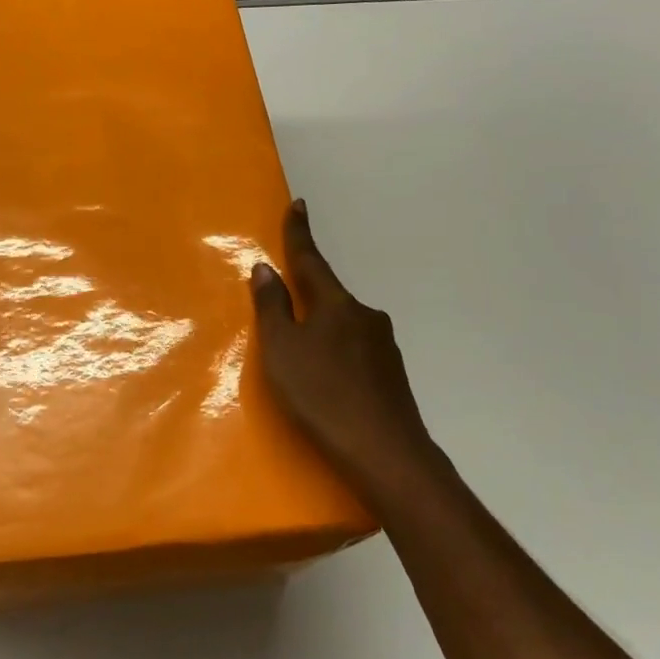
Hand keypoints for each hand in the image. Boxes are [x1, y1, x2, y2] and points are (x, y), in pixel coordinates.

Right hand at [250, 200, 440, 505]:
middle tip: (285, 312)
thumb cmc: (322, 394)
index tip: (299, 205)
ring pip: (344, 327)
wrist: (385, 453)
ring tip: (303, 361)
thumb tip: (266, 269)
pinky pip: (356, 351)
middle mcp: (365, 316)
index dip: (300, 234)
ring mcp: (384, 346)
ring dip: (322, 332)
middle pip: (329, 297)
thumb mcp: (282, 350)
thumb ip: (272, 308)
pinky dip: (337, 356)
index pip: (312, 261)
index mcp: (336, 304)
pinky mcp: (392, 375)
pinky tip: (329, 383)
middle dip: (307, 299)